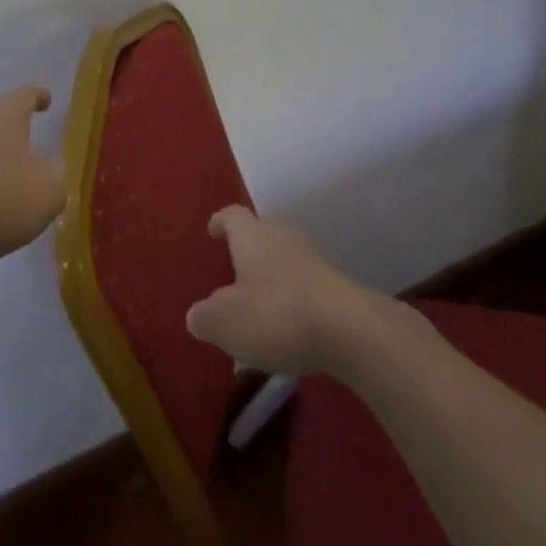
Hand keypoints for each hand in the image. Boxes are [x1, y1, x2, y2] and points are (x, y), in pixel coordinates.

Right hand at [186, 207, 368, 375]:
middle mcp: (281, 235)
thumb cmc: (277, 315)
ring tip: (258, 303)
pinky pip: (303, 281)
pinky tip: (287, 323)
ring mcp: (311, 257)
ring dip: (270, 274)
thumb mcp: (226, 323)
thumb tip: (196, 314)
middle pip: (259, 232)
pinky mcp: (334, 282)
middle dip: (246, 250)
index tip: (212, 231)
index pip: (231, 215)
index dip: (220, 222)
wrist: (349, 330)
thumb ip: (205, 317)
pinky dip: (291, 295)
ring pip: (283, 257)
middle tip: (232, 273)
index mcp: (251, 235)